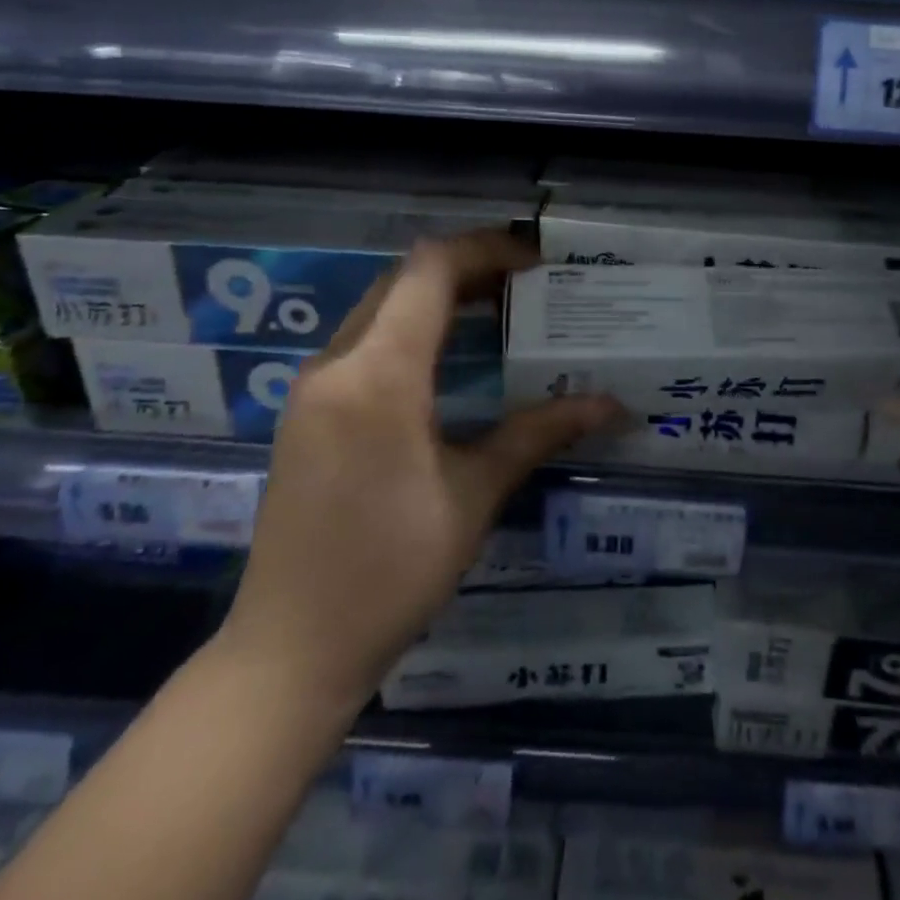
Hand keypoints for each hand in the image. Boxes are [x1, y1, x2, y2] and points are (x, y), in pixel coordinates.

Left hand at [215, 229, 624, 711]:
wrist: (288, 652)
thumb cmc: (390, 571)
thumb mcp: (474, 495)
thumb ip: (539, 432)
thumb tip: (611, 404)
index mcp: (379, 375)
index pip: (430, 270)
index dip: (486, 248)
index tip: (537, 260)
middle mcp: (337, 363)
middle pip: (404, 279)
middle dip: (469, 268)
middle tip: (529, 284)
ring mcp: (313, 386)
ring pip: (381, 306)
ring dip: (438, 296)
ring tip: (500, 310)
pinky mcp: (307, 410)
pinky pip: (364, 340)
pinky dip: (411, 327)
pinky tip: (451, 357)